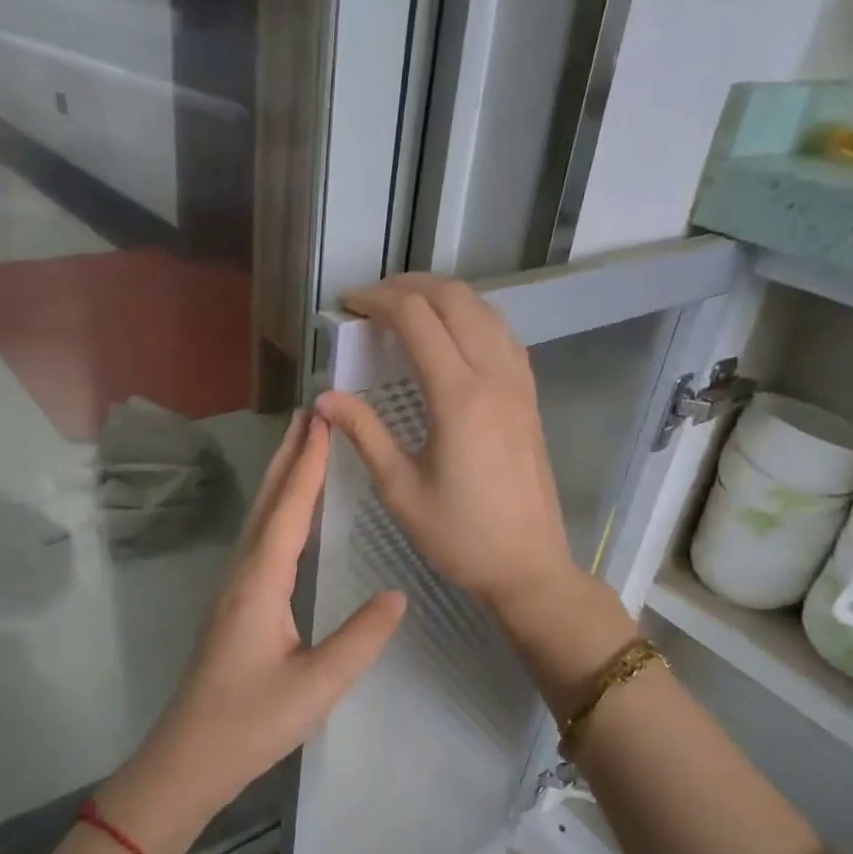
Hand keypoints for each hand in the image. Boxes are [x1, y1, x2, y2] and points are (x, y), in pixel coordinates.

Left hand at [100, 410, 406, 853]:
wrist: (189, 760)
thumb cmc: (251, 724)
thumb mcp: (317, 685)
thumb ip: (360, 638)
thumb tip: (398, 594)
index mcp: (260, 584)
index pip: (288, 511)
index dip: (308, 466)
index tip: (323, 421)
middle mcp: (241, 576)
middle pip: (266, 504)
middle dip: (288, 457)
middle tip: (309, 413)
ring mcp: (232, 591)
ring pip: (259, 520)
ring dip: (280, 479)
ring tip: (300, 448)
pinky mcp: (233, 608)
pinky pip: (258, 543)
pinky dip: (276, 512)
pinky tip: (286, 516)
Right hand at [317, 274, 578, 618]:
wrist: (527, 566)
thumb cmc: (458, 535)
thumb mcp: (400, 488)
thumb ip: (364, 433)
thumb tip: (324, 398)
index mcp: (458, 396)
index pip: (415, 318)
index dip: (377, 301)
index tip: (346, 306)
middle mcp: (493, 376)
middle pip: (454, 298)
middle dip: (408, 287)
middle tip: (371, 303)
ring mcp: (518, 384)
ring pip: (484, 309)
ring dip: (443, 297)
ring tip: (406, 311)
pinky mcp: (528, 397)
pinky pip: (502, 334)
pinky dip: (471, 318)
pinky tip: (450, 337)